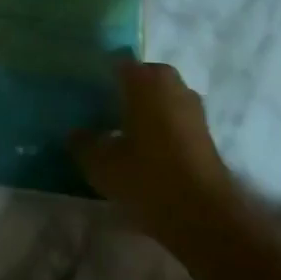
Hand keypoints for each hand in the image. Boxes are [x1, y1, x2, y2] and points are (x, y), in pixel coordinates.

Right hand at [73, 60, 237, 230]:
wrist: (204, 216)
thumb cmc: (147, 178)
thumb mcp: (100, 164)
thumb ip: (83, 143)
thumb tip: (76, 132)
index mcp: (146, 82)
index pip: (118, 63)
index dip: (100, 74)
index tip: (84, 90)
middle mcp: (173, 86)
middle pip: (144, 78)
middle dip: (125, 89)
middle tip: (101, 110)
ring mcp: (194, 110)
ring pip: (162, 98)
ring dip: (145, 108)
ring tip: (120, 131)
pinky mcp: (205, 135)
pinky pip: (174, 118)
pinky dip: (160, 126)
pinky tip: (142, 149)